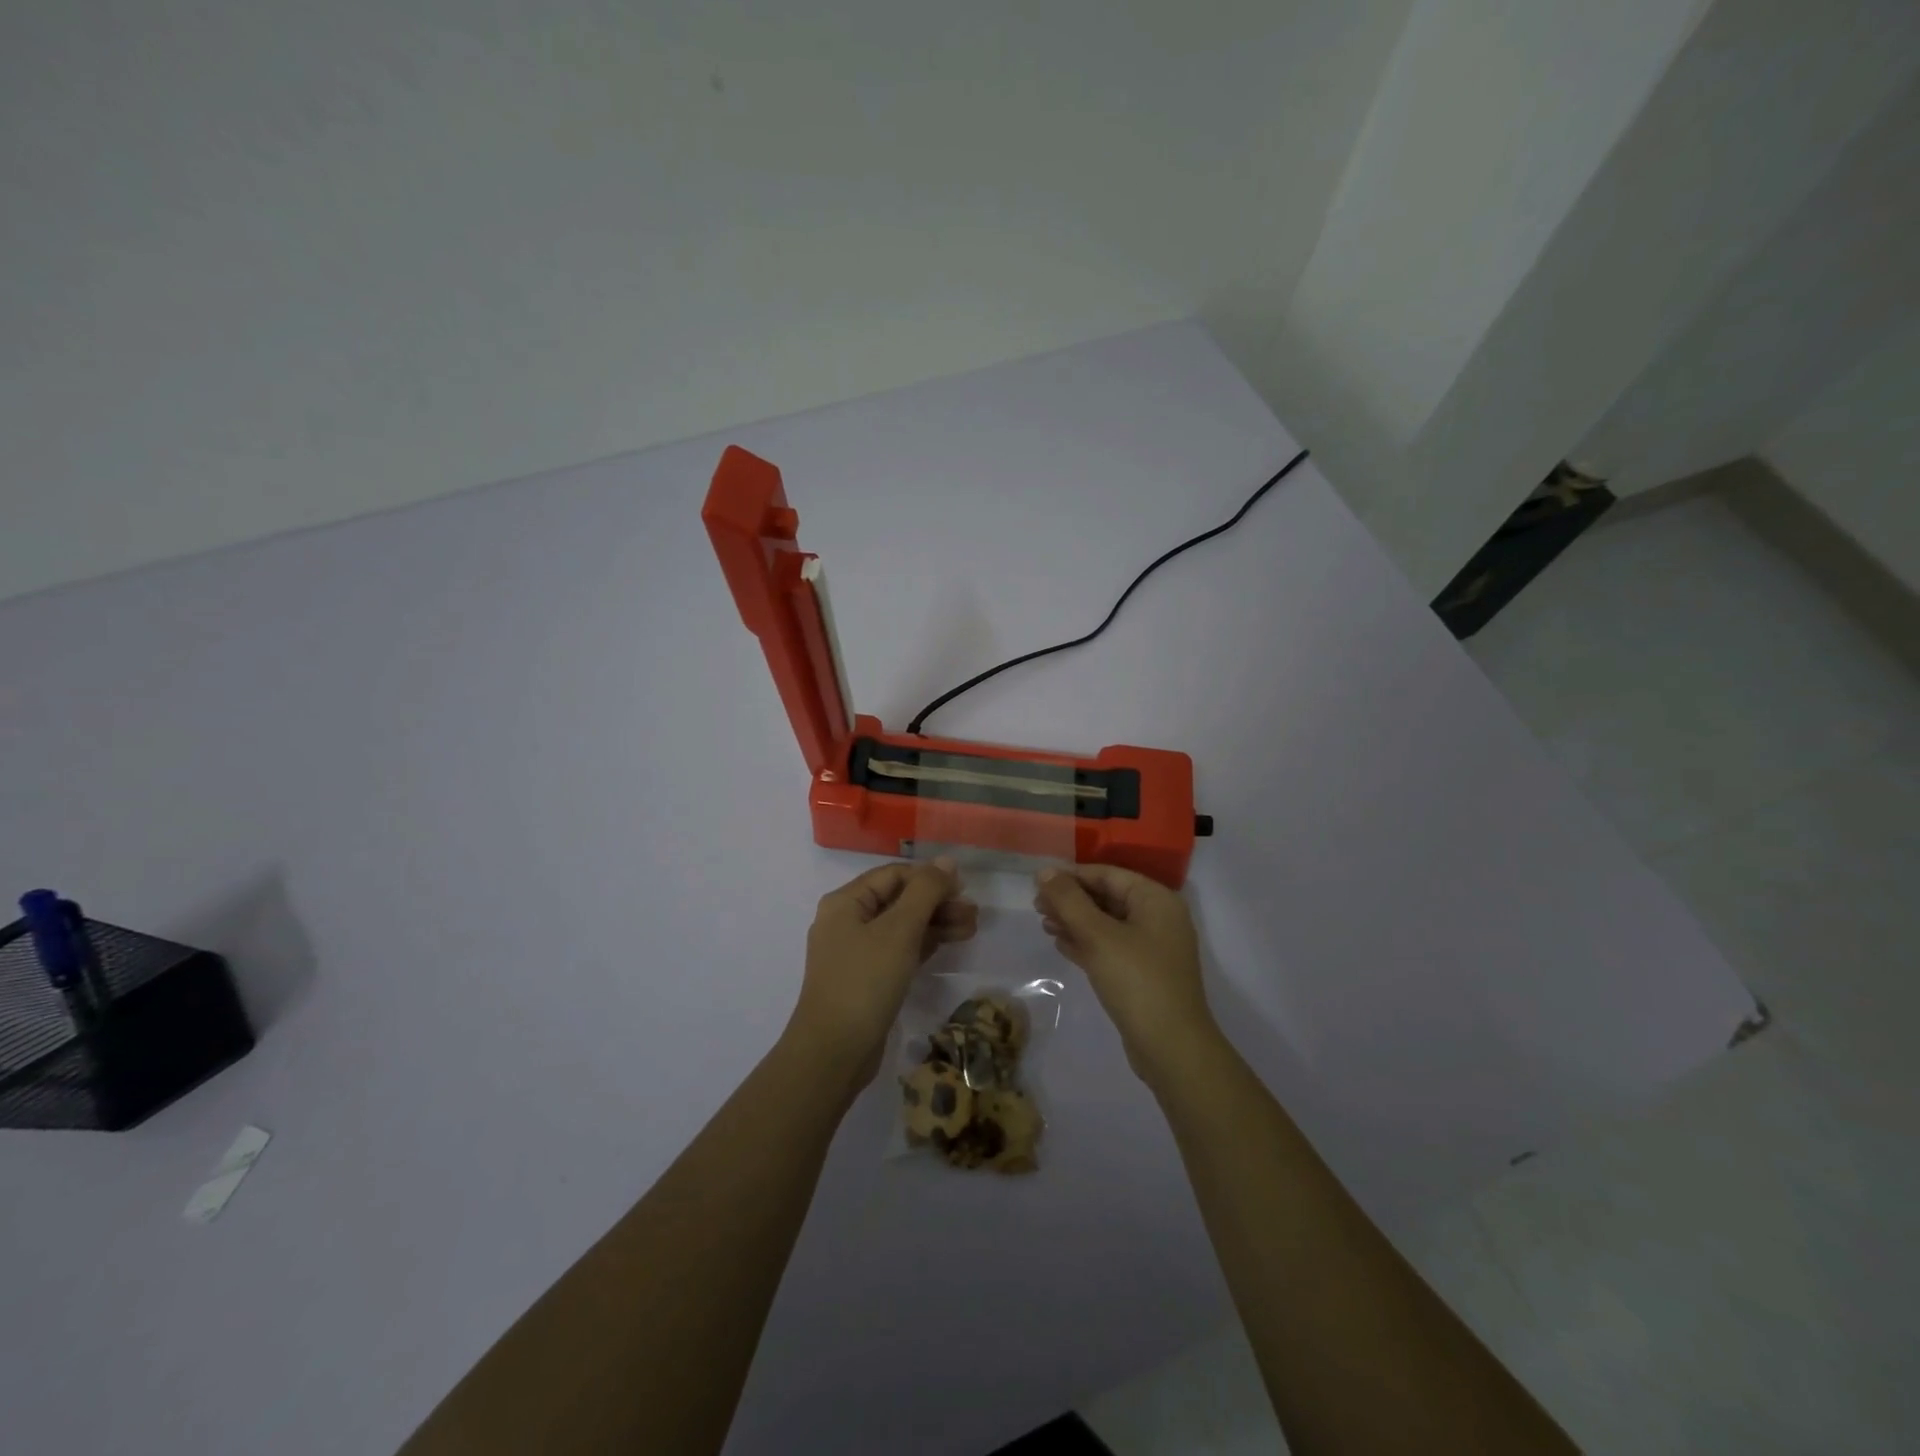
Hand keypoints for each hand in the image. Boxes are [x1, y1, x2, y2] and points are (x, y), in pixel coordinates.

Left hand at [787, 860, 977, 1088]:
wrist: (834, 1052)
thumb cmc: (865, 982)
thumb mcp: (899, 931)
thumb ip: (925, 892)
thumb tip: (946, 861)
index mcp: (846, 902)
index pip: (894, 875)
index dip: (929, 877)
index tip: (963, 888)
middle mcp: (847, 921)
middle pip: (899, 899)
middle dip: (937, 902)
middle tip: (973, 913)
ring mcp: (856, 952)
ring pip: (902, 926)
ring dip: (936, 923)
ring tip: (972, 928)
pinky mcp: (867, 978)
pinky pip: (899, 950)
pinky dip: (924, 944)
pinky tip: (951, 943)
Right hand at [1034, 865, 1220, 1082]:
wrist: (1171, 1048)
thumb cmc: (1136, 981)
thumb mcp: (1098, 936)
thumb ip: (1069, 900)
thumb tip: (1045, 871)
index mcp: (1156, 900)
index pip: (1108, 875)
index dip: (1072, 876)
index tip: (1038, 884)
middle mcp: (1159, 918)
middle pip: (1107, 898)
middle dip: (1071, 900)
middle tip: (1036, 907)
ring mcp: (1153, 948)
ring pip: (1107, 924)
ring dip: (1075, 922)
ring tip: (1044, 925)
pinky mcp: (1145, 974)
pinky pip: (1111, 948)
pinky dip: (1087, 944)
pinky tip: (1061, 945)